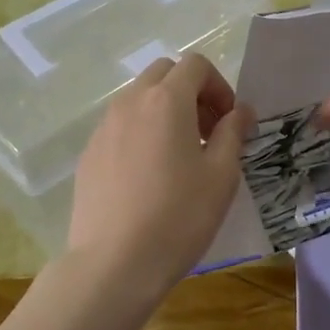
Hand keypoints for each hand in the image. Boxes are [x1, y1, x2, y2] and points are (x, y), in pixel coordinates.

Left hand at [66, 54, 253, 306]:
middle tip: (207, 133)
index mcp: (166, 101)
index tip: (229, 122)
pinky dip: (141, 133)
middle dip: (191, 92)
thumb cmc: (179, 217)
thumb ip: (233, 133)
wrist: (114, 263)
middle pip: (164, 74)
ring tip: (180, 156)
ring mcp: (104, 127)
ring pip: (139, 99)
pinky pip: (120, 127)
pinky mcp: (89, 154)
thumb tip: (241, 111)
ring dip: (165, 112)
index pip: (195, 65)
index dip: (219, 86)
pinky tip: (149, 177)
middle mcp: (130, 103)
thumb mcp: (221, 175)